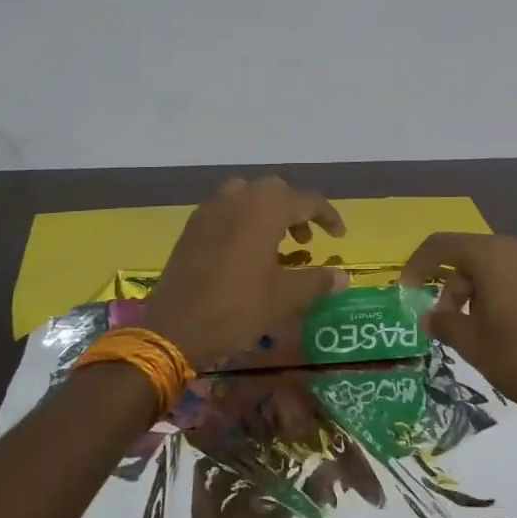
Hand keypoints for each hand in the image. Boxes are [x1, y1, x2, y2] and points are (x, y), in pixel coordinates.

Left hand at [142, 177, 349, 368]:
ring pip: (248, 195)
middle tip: (306, 239)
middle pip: (276, 191)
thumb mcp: (284, 298)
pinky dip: (244, 219)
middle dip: (296, 210)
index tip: (339, 236)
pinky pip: (226, 209)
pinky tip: (246, 250)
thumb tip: (342, 277)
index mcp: (265, 209)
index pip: (307, 200)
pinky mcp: (193, 225)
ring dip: (268, 212)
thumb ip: (317, 281)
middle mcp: (238, 198)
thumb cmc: (236, 308)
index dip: (328, 216)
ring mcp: (211, 209)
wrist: (174, 327)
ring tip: (277, 244)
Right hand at [398, 232, 516, 432]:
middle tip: (446, 321)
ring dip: (481, 291)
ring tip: (480, 329)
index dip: (418, 264)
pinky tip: (514, 330)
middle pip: (473, 256)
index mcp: (493, 256)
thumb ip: (444, 323)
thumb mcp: (473, 345)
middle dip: (452, 285)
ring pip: (501, 267)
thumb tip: (429, 315)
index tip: (406, 290)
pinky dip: (509, 294)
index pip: (442, 245)